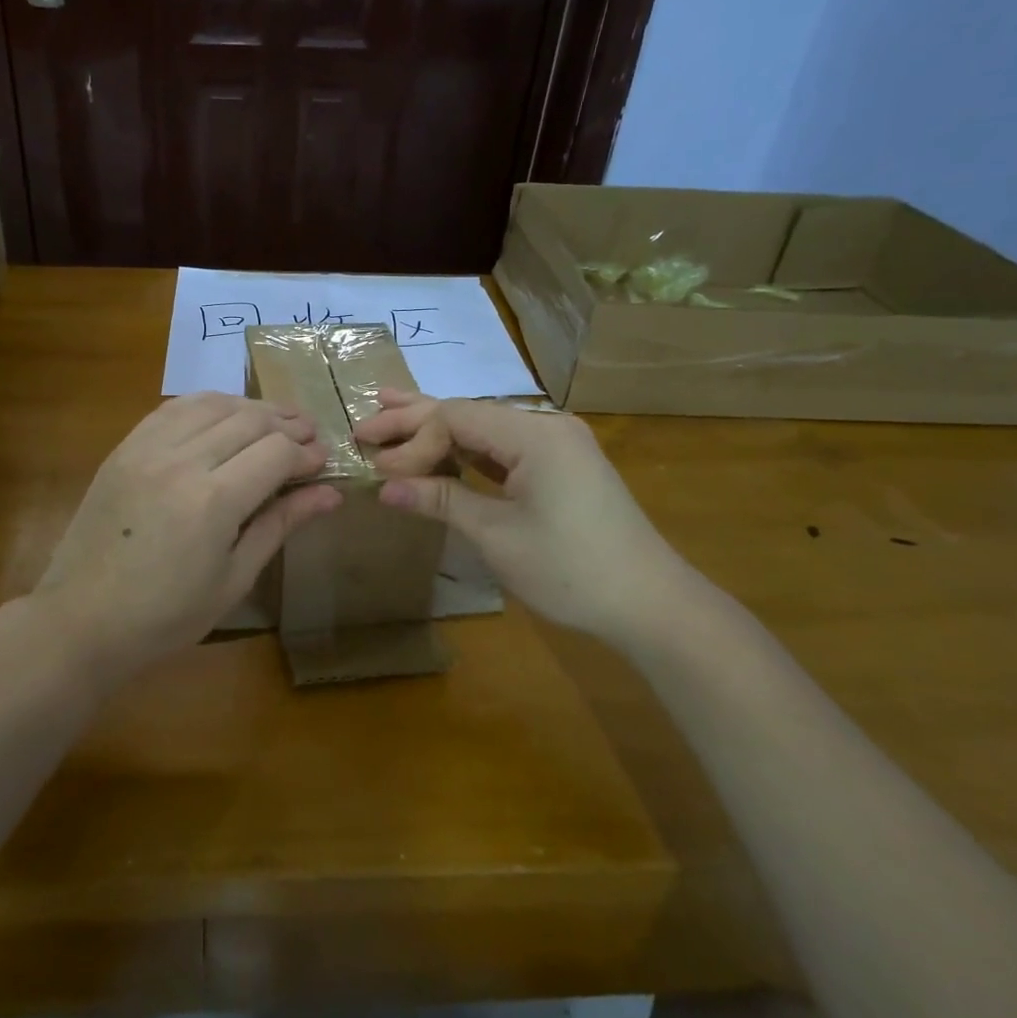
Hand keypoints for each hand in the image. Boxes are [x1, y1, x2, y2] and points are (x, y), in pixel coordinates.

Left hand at [36, 393, 342, 685]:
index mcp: (213, 501)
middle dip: (287, 423)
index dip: (306, 453)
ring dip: (250, 407)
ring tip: (274, 420)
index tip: (322, 462)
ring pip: (212, 404)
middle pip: (249, 420)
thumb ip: (281, 524)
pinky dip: (207, 404)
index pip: (276, 452)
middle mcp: (181, 461)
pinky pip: (173, 408)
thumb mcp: (233, 579)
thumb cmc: (166, 615)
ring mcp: (147, 448)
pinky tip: (223, 415)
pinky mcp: (125, 447)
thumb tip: (331, 494)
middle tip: (309, 435)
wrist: (81, 619)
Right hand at [354, 391, 694, 649]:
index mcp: (534, 435)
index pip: (455, 419)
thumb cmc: (571, 570)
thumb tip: (384, 488)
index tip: (380, 472)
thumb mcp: (497, 536)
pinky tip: (439, 448)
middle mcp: (546, 426)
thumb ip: (441, 500)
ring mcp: (557, 444)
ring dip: (438, 429)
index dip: (413, 441)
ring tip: (390, 413)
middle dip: (415, 419)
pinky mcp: (561, 465)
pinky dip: (467, 450)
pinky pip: (503, 447)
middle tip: (365, 425)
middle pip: (468, 413)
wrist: (651, 604)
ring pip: (484, 428)